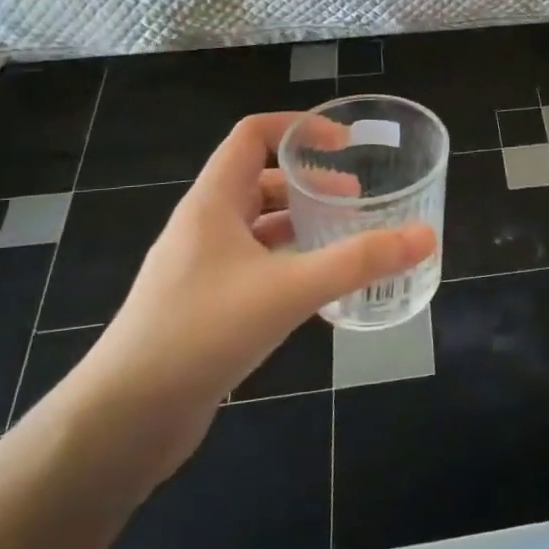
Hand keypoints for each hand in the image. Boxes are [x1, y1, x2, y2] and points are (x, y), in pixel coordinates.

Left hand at [61, 112, 436, 485]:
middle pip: (260, 181)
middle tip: (358, 202)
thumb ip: (359, 261)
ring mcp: (199, 268)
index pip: (252, 135)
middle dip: (311, 184)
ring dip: (300, 225)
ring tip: (344, 241)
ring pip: (258, 227)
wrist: (123, 420)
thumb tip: (425, 236)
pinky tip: (317, 291)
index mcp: (212, 203)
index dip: (299, 129)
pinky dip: (288, 264)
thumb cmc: (201, 333)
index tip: (344, 145)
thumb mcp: (289, 291)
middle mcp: (203, 226)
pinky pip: (253, 265)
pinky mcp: (202, 306)